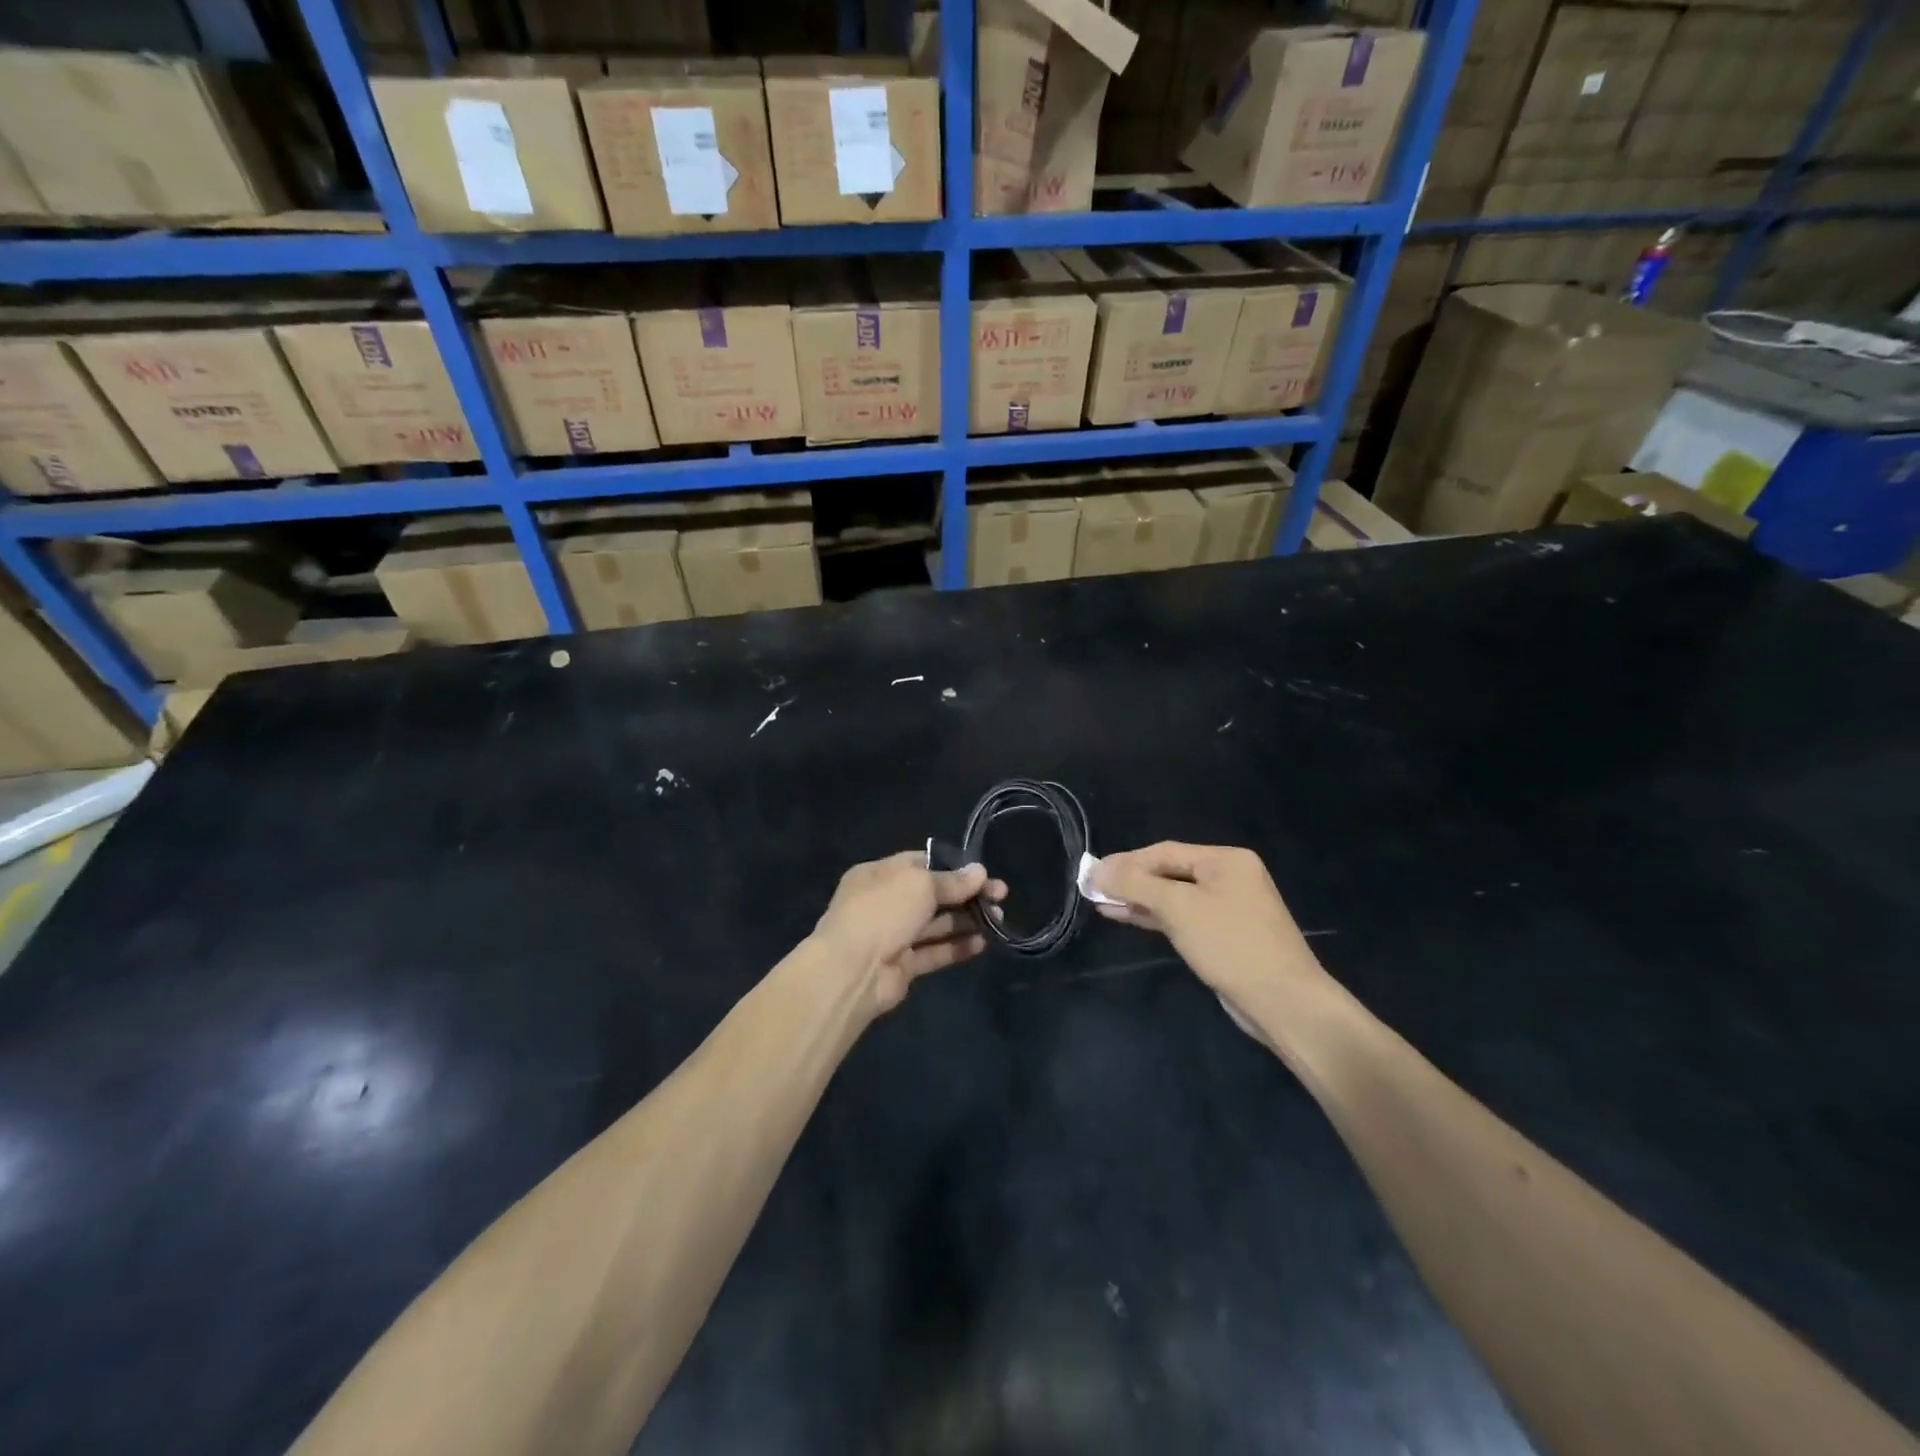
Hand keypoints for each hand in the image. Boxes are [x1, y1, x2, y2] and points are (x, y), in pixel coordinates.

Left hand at [812, 851, 1007, 1013]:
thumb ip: (951, 881)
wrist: (852, 971)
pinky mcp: (903, 966)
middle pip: (933, 895)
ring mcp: (893, 935)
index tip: (982, 873)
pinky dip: (957, 947)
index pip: (921, 864)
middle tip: (1001, 896)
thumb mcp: (919, 884)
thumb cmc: (883, 912)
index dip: (953, 867)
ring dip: (967, 921)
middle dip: (966, 895)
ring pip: (936, 924)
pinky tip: (982, 944)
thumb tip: (979, 872)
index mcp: (880, 874)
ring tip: (998, 920)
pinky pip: (934, 952)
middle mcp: (885, 902)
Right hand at [1091, 842, 1328, 1013]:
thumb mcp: (1178, 907)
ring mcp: (1228, 908)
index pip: (1165, 852)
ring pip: (1173, 897)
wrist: (1283, 1002)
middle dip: (1130, 881)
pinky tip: (1126, 917)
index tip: (1092, 873)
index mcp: (1226, 860)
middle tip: (1093, 888)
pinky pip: (1182, 917)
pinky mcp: (1224, 936)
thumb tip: (1096, 869)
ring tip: (1100, 903)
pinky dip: (1154, 917)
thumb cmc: (1230, 944)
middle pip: (1169, 872)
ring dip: (1138, 900)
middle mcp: (1229, 877)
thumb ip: (1135, 885)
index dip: (1126, 862)